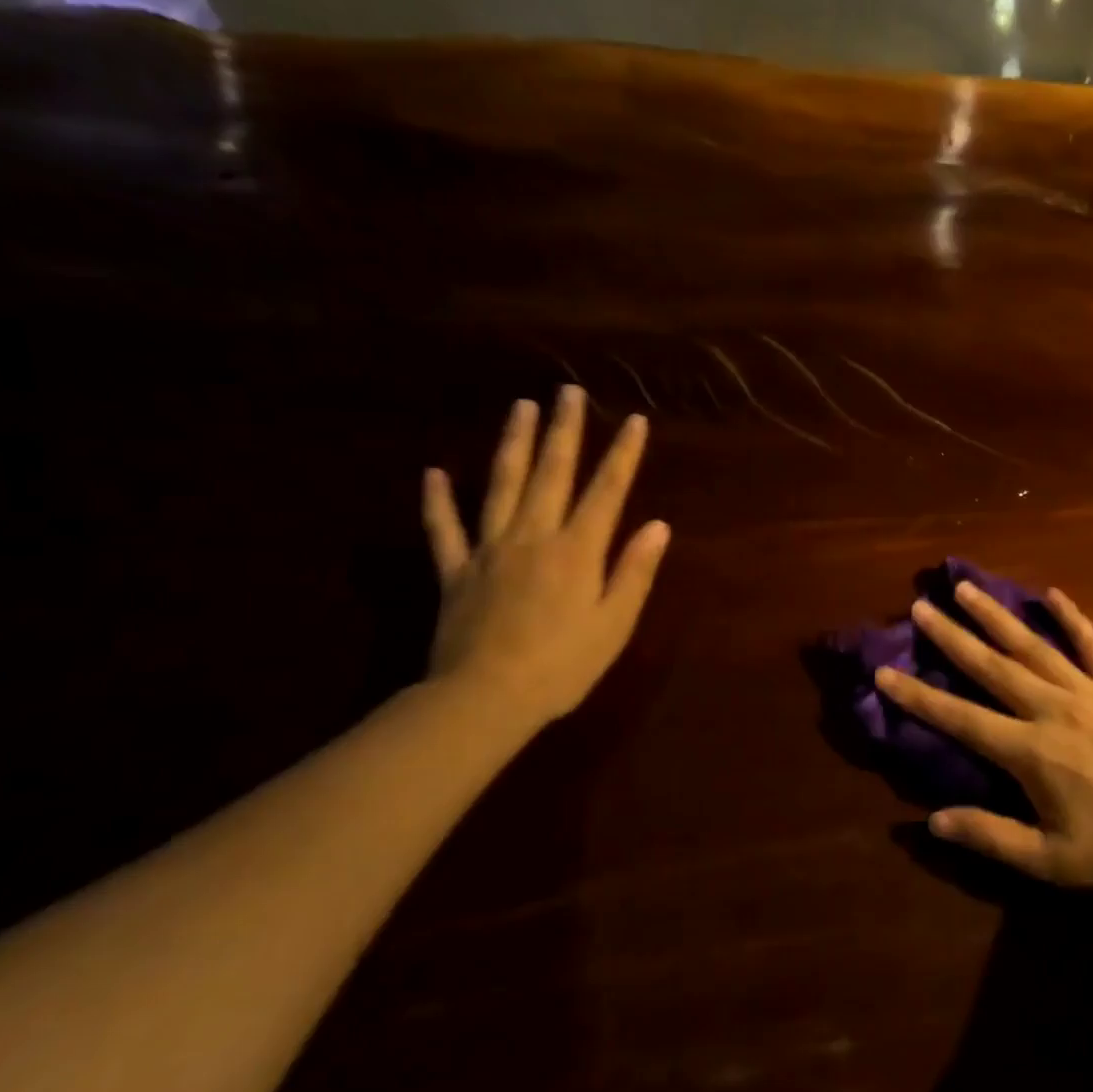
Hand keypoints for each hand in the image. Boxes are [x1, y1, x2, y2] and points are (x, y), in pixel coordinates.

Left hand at [421, 387, 668, 733]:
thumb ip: (635, 571)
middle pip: (552, 473)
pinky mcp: (455, 572)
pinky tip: (433, 472)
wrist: (484, 700)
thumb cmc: (563, 666)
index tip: (634, 420)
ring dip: (513, 444)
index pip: (607, 491)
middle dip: (564, 430)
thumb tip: (658, 525)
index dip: (623, 454)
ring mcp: (490, 550)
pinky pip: (444, 529)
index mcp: (577, 550)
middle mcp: (534, 536)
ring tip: (520, 407)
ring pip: (502, 485)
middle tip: (567, 392)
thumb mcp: (614, 623)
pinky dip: (437, 501)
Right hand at [876, 582, 1092, 890]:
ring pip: (1032, 645)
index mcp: (1029, 751)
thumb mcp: (1049, 861)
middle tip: (921, 607)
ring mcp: (1089, 691)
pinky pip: (1092, 644)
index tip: (884, 670)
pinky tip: (1053, 594)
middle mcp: (1051, 708)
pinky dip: (1072, 617)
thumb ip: (991, 836)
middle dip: (951, 636)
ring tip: (966, 587)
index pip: (960, 717)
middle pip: (991, 666)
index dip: (918, 696)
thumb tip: (933, 820)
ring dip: (997, 615)